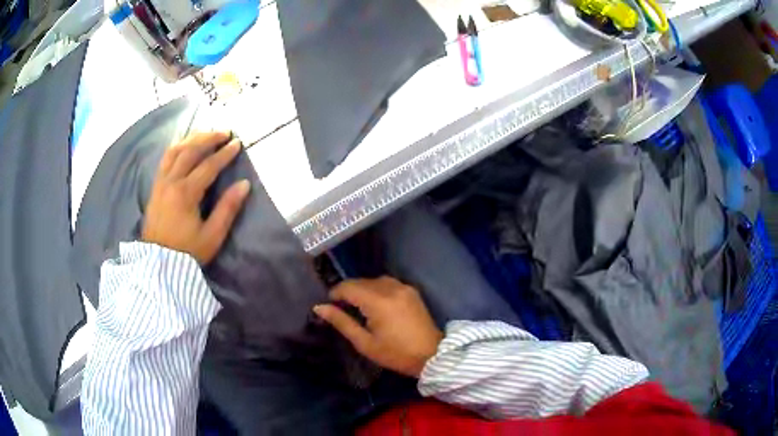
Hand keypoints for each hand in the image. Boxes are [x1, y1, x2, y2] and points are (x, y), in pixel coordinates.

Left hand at [142, 131, 250, 263]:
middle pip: (190, 151)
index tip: (237, 143)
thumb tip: (244, 184)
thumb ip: (228, 208)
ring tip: (205, 134)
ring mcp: (160, 183)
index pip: (208, 166)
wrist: (159, 266)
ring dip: (191, 139)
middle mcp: (171, 182)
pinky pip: (165, 159)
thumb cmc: (187, 252)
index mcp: (186, 193)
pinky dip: (177, 147)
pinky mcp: (155, 187)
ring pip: (175, 151)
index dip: (224, 153)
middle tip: (224, 132)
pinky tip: (184, 145)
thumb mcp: (212, 235)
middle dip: (208, 138)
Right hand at [314, 277, 442, 377]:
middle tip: (340, 309)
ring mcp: (404, 287)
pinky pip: (387, 283)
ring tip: (357, 306)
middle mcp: (391, 288)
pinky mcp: (412, 290)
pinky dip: (376, 289)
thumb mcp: (364, 343)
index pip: (348, 287)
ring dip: (362, 289)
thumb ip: (342, 322)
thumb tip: (319, 307)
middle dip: (347, 291)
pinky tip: (375, 304)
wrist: (432, 355)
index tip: (329, 305)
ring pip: (374, 280)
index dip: (335, 293)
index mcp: (378, 301)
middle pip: (361, 281)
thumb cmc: (396, 354)